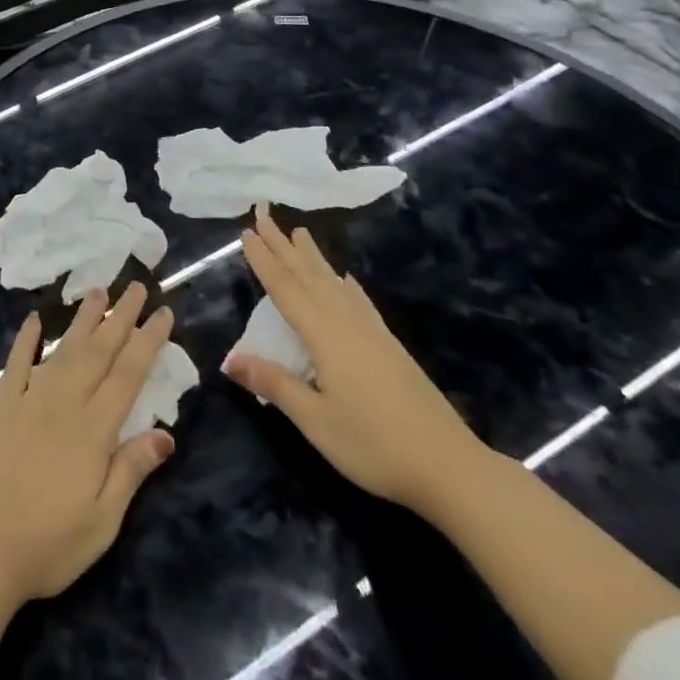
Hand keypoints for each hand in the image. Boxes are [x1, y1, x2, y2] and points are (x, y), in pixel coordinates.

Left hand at [0, 285, 176, 607]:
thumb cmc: (48, 545)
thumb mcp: (102, 522)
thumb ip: (131, 471)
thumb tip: (166, 432)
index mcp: (93, 430)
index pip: (128, 375)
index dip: (148, 341)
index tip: (164, 312)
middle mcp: (63, 403)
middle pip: (99, 352)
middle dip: (121, 317)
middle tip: (138, 285)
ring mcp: (28, 400)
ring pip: (63, 350)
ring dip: (83, 320)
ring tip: (99, 291)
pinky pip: (16, 364)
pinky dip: (26, 340)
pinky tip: (35, 319)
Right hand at [223, 206, 487, 514]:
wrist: (449, 466)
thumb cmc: (374, 446)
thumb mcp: (315, 421)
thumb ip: (274, 384)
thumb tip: (229, 358)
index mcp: (325, 336)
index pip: (285, 289)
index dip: (263, 260)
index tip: (246, 231)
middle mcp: (346, 323)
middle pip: (308, 275)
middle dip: (283, 245)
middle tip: (263, 214)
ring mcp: (371, 331)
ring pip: (333, 282)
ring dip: (312, 256)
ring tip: (299, 231)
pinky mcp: (388, 345)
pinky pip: (358, 299)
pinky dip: (344, 282)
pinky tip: (344, 277)